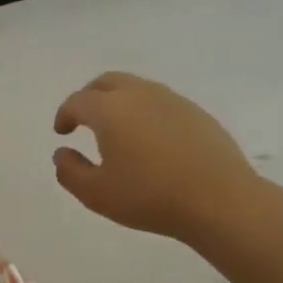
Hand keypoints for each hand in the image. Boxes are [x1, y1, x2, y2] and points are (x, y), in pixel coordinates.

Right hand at [52, 72, 262, 243]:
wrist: (220, 200)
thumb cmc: (150, 197)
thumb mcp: (97, 194)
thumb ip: (70, 172)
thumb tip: (62, 153)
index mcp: (110, 110)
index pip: (77, 101)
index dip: (64, 115)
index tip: (62, 132)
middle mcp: (139, 94)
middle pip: (107, 82)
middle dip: (89, 97)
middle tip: (84, 120)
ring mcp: (172, 100)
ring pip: (136, 88)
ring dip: (119, 101)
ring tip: (118, 129)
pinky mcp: (196, 113)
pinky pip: (161, 101)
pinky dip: (145, 111)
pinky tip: (151, 139)